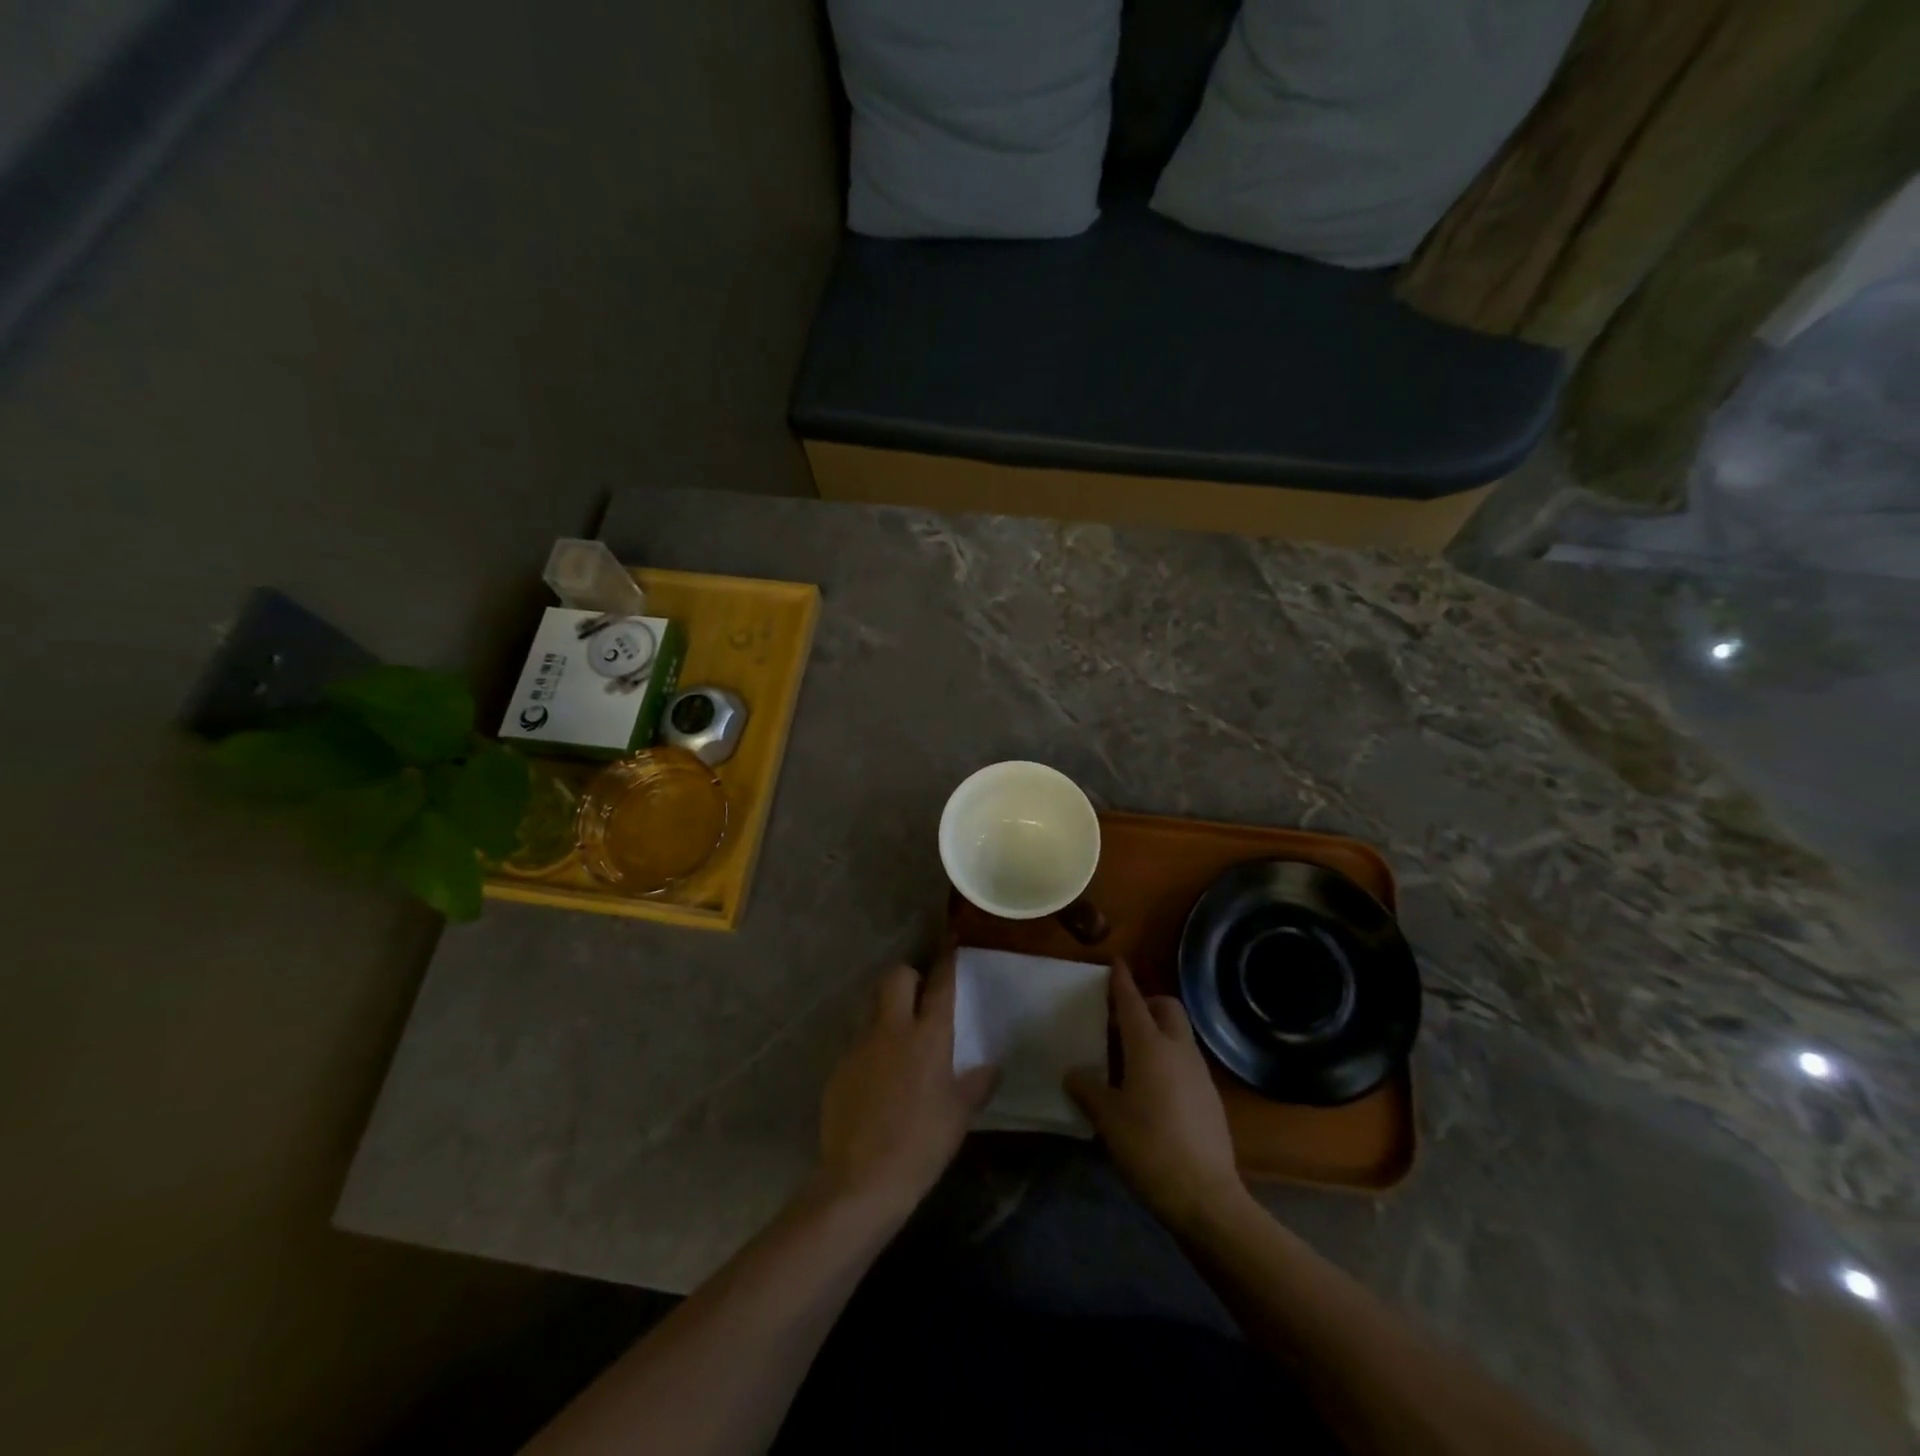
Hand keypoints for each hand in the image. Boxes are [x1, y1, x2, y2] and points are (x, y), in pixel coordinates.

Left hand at [816, 946, 995, 1223]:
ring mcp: (860, 1046)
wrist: (862, 1180)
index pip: (939, 984)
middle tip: (920, 998)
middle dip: (909, 977)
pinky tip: (878, 1081)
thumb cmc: (922, 1143)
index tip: (951, 941)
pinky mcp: (839, 1067)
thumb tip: (992, 1067)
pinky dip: (872, 1049)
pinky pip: (859, 1043)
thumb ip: (976, 1084)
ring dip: (888, 1011)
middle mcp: (892, 1030)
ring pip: (873, 1007)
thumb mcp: (959, 1115)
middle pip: (896, 977)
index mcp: (928, 1037)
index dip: (946, 959)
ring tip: (899, 1041)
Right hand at [1065, 961, 1245, 1233]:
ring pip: (1179, 1034)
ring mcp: (1199, 1072)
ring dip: (1158, 1032)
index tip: (1115, 963)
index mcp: (1150, 1046)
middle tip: (1120, 1020)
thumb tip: (1073, 1073)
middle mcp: (1178, 1049)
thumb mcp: (1108, 1119)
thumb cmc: (1149, 1147)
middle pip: (1167, 1008)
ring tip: (1130, 1056)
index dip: (1122, 981)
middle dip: (1147, 1003)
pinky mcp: (1210, 1096)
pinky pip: (1186, 1061)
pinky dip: (1168, 1058)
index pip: (1133, 1001)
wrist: (1205, 1196)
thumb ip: (1088, 1090)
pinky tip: (1151, 1089)